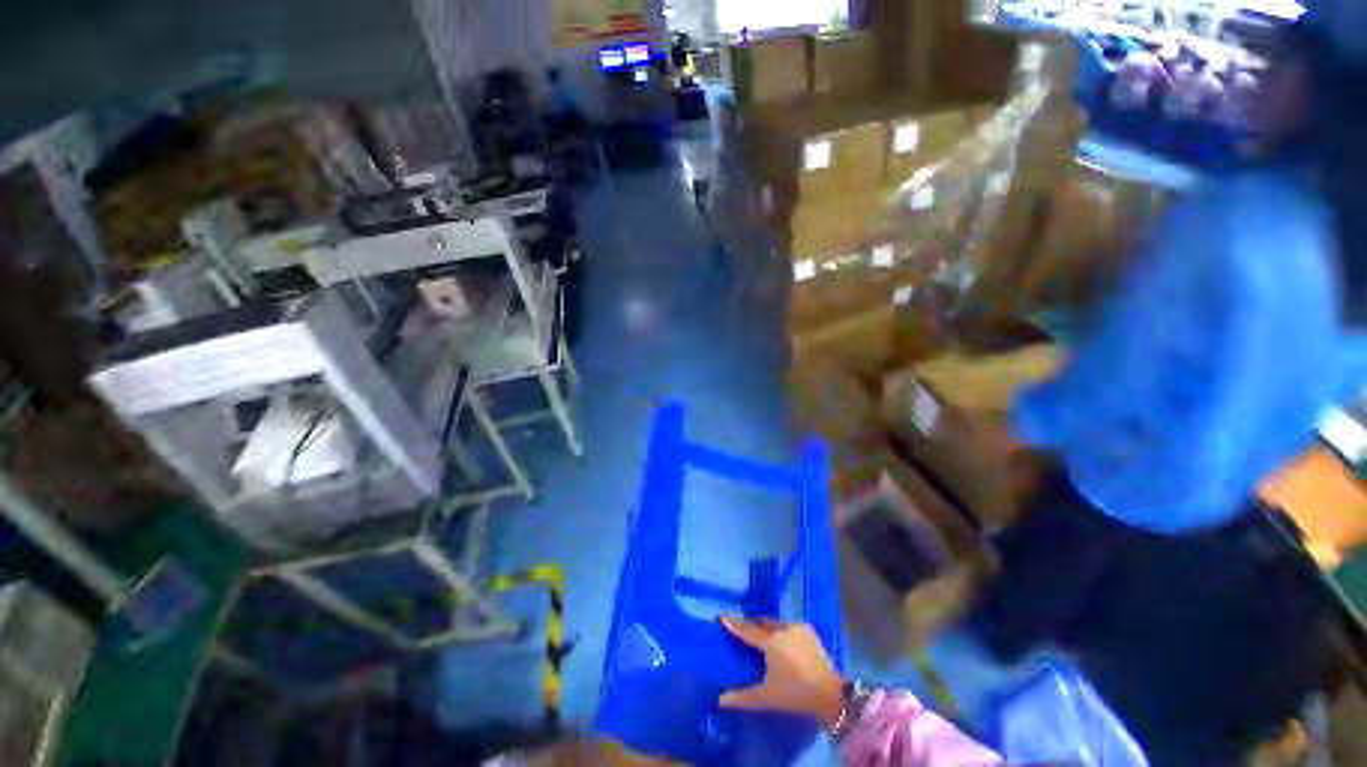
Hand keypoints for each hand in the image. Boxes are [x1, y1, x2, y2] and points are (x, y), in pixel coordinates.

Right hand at [717, 616, 844, 728]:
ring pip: (774, 622)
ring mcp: (796, 626)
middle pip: (760, 622)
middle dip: (750, 624)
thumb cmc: (795, 694)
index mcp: (770, 640)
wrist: (830, 694)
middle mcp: (782, 627)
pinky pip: (787, 624)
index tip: (721, 616)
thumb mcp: (766, 697)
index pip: (746, 629)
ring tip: (760, 634)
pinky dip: (779, 628)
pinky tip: (780, 639)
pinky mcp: (808, 629)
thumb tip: (720, 700)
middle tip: (741, 629)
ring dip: (765, 626)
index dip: (733, 623)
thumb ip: (742, 697)